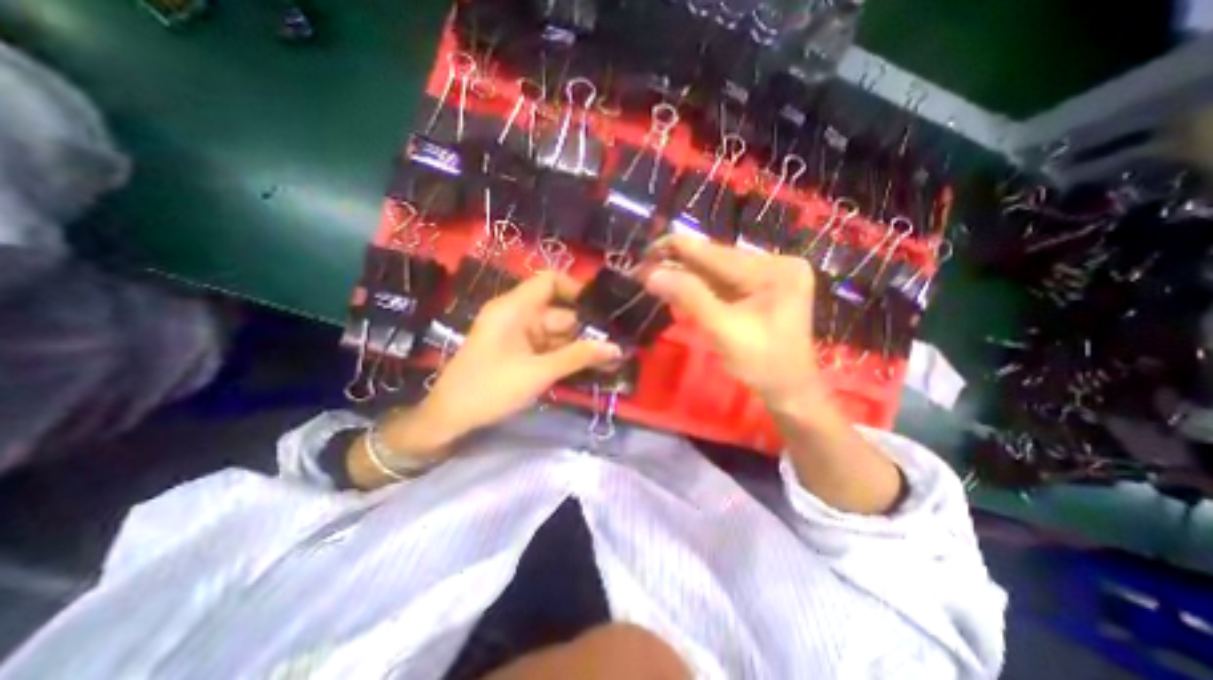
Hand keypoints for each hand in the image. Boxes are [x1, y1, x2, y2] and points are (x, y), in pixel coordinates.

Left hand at [423, 271, 618, 434]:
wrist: (449, 419)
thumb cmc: (489, 389)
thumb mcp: (538, 372)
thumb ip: (578, 357)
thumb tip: (615, 347)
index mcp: (514, 308)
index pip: (549, 282)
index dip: (575, 289)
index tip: (601, 310)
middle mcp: (517, 316)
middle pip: (558, 312)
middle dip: (585, 330)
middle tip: (615, 347)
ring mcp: (518, 335)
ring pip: (556, 333)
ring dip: (578, 347)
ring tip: (609, 360)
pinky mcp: (519, 352)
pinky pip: (548, 348)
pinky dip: (565, 357)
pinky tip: (588, 368)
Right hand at [643, 236, 897, 511]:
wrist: (788, 391)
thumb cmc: (762, 364)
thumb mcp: (723, 330)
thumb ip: (689, 297)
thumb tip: (652, 274)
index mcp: (775, 270)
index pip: (718, 254)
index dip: (678, 249)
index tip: (645, 251)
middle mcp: (775, 264)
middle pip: (716, 260)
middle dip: (679, 264)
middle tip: (643, 267)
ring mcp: (768, 276)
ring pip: (716, 271)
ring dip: (685, 275)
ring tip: (653, 274)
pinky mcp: (760, 289)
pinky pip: (722, 283)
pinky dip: (698, 287)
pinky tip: (676, 284)